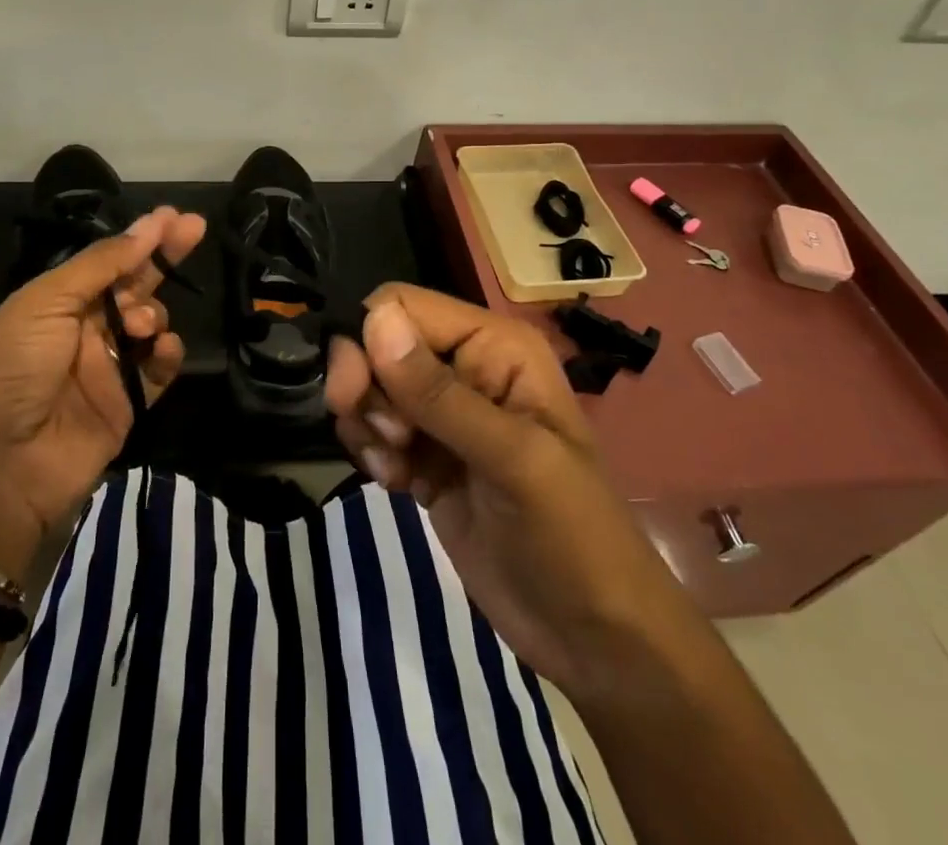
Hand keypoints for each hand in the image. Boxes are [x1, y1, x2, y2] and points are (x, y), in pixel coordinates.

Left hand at [0, 206, 205, 576]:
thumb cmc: (11, 370)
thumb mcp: (44, 304)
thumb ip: (100, 265)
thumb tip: (147, 229)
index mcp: (56, 301)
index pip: (108, 260)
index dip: (141, 237)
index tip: (174, 215)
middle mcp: (84, 329)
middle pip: (134, 284)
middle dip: (163, 257)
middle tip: (195, 229)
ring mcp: (108, 367)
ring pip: (150, 323)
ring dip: (153, 312)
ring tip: (141, 324)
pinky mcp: (128, 404)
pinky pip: (160, 369)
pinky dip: (168, 354)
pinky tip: (162, 348)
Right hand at [326, 285, 663, 694]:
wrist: (595, 640)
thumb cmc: (573, 538)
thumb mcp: (512, 460)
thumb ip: (438, 392)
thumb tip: (373, 318)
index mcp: (493, 345)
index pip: (401, 306)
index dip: (367, 341)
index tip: (353, 396)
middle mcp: (465, 366)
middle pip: (377, 344)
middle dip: (366, 388)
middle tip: (389, 440)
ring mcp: (443, 415)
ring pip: (370, 387)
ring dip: (368, 426)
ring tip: (399, 469)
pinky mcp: (426, 456)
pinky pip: (374, 430)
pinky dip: (374, 453)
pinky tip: (401, 486)